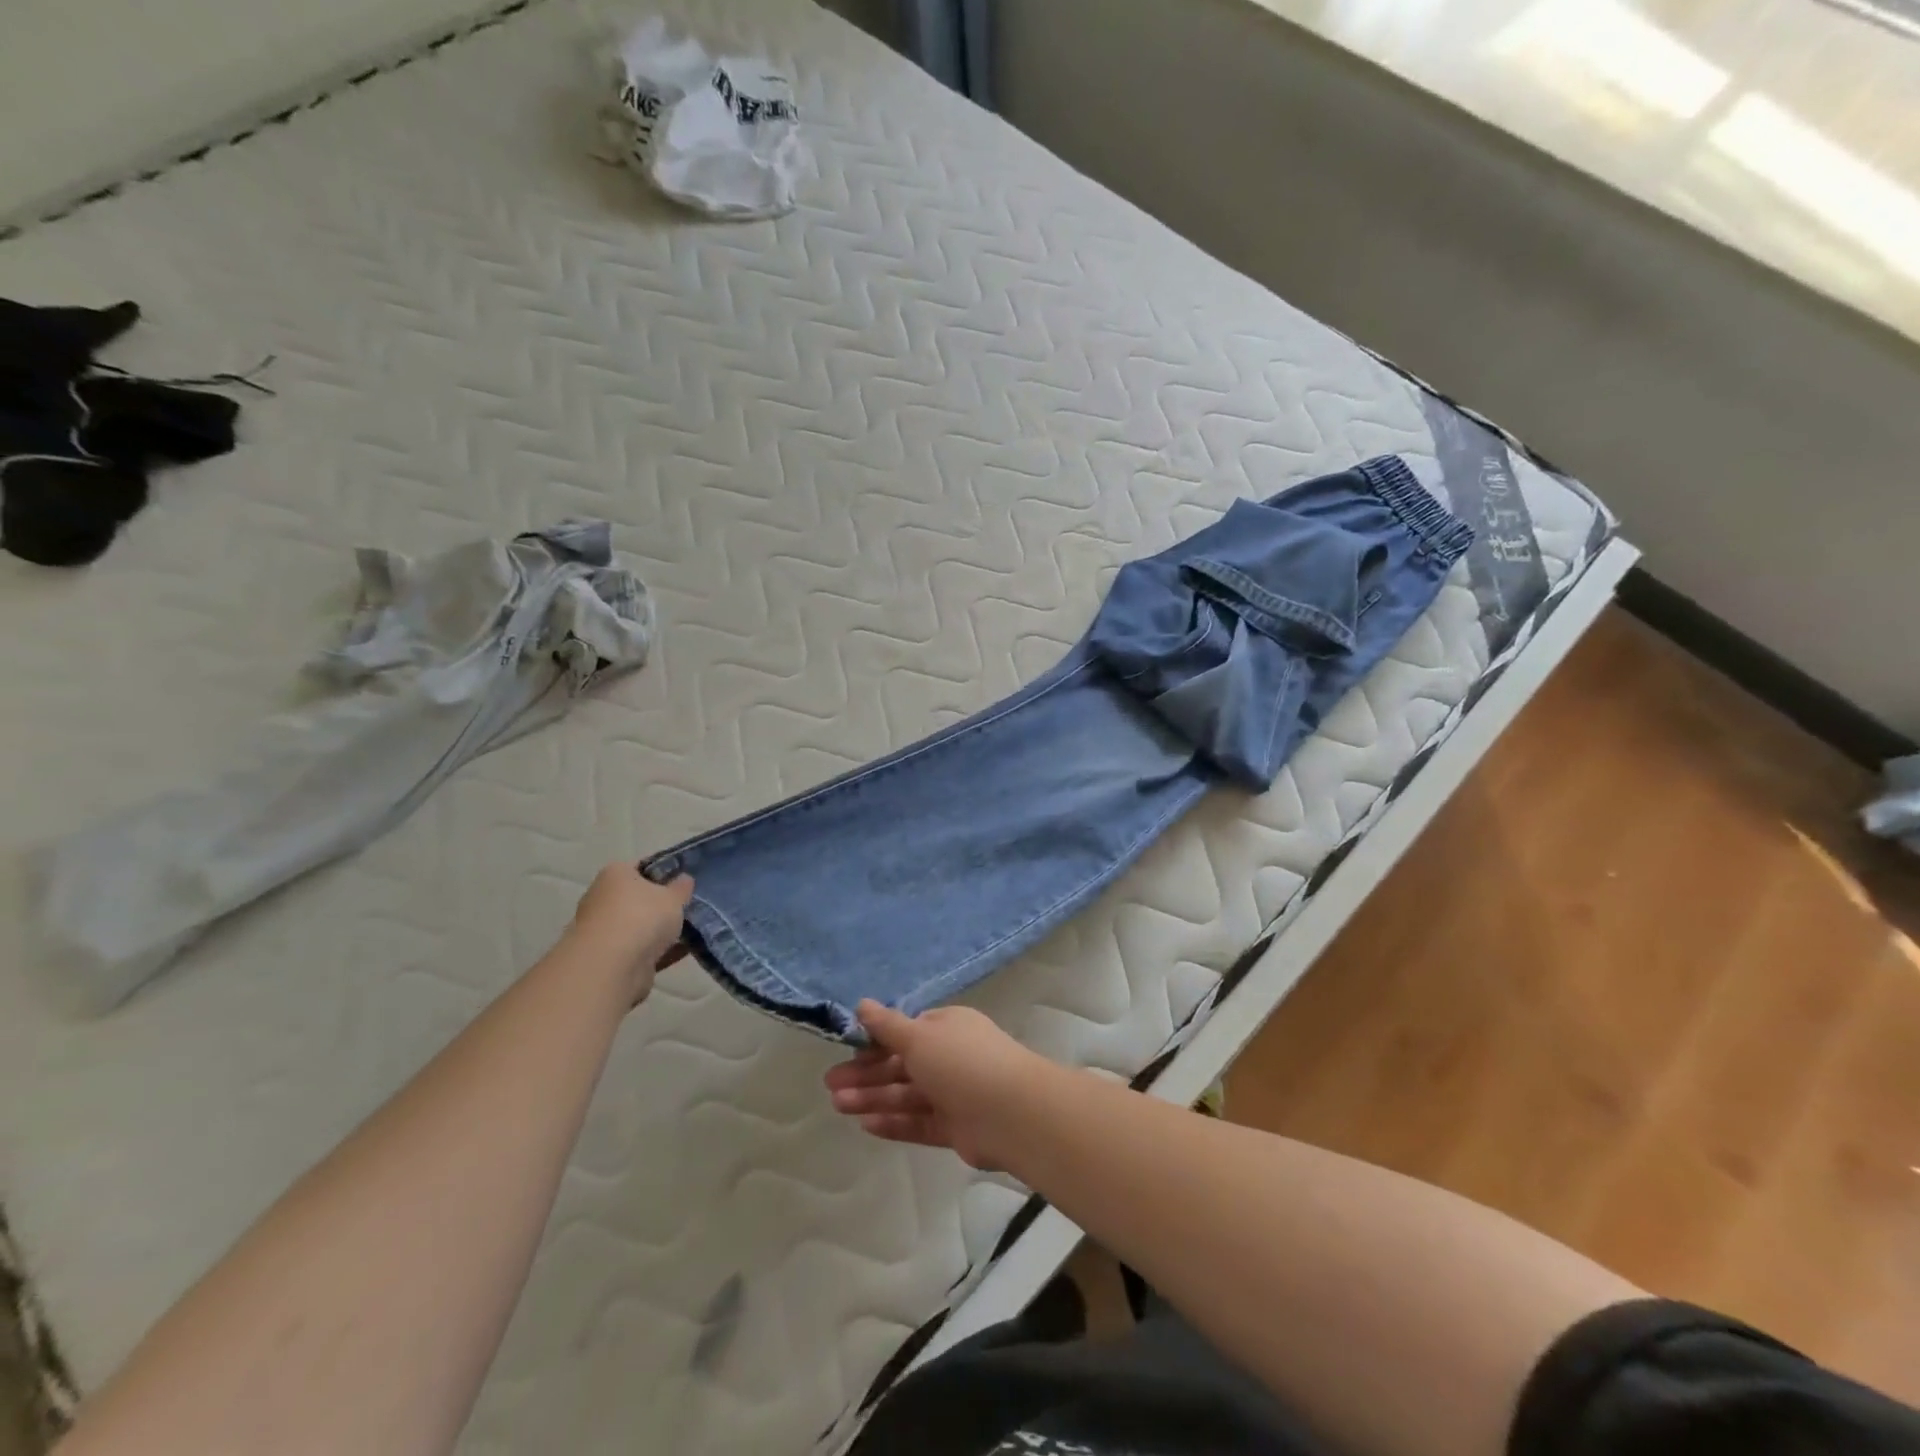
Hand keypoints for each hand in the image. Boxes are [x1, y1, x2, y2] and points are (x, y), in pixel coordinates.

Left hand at [565, 864, 692, 1004]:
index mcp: (615, 874)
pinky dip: (658, 950)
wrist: (611, 968)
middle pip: (638, 898)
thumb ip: (681, 887)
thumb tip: (684, 879)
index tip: (685, 883)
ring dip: (659, 931)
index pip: (642, 868)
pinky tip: (682, 952)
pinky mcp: (607, 958)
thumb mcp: (674, 896)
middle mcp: (602, 899)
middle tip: (688, 908)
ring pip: (638, 926)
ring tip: (691, 932)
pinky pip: (639, 949)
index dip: (665, 873)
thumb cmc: (642, 917)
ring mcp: (602, 930)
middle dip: (661, 905)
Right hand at [824, 1000, 1055, 1170]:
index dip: (875, 1041)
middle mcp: (950, 1056)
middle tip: (830, 1085)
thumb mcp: (919, 1037)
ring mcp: (954, 1093)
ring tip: (838, 1105)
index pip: (905, 1032)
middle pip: (901, 1064)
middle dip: (866, 1073)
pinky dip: (894, 1122)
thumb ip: (887, 1026)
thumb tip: (862, 1004)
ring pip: (906, 1094)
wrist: (1011, 1113)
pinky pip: (918, 1121)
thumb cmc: (962, 1062)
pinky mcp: (956, 1128)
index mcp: (947, 1027)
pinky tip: (865, 1125)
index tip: (846, 1051)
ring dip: (873, 1097)